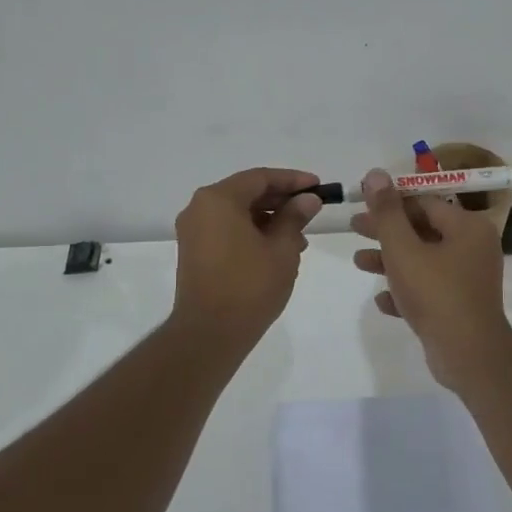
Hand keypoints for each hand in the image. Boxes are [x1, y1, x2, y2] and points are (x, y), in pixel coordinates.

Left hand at [170, 168, 322, 347]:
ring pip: (237, 212)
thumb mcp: (282, 249)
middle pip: (246, 192)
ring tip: (299, 236)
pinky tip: (276, 249)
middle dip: (281, 199)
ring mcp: (193, 230)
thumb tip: (308, 199)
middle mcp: (200, 208)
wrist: (209, 334)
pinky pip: (226, 229)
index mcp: (219, 199)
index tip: (318, 187)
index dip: (292, 180)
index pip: (260, 177)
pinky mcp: (194, 251)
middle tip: (311, 209)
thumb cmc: (249, 286)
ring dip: (268, 218)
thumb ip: (295, 217)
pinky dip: (251, 232)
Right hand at [351, 167, 508, 377]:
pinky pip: (430, 290)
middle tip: (354, 228)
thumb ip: (387, 212)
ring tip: (358, 263)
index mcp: (467, 227)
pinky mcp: (462, 306)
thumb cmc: (436, 293)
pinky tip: (382, 300)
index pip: (424, 203)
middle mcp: (474, 247)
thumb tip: (375, 173)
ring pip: (424, 260)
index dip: (391, 202)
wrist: (468, 355)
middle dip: (386, 231)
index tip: (362, 205)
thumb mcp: (403, 249)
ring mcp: (469, 278)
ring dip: (391, 260)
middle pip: (423, 230)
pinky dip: (406, 290)